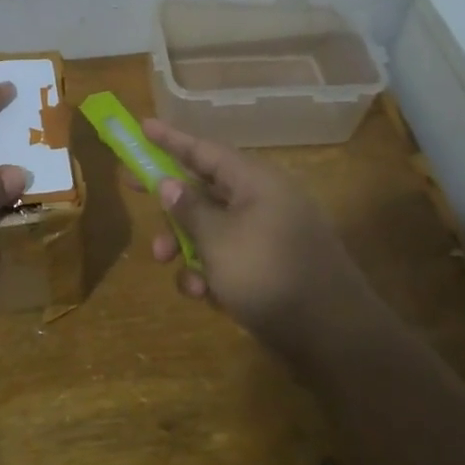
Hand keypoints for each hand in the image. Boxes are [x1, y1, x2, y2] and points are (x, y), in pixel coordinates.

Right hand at [141, 118, 379, 354]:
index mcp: (255, 181)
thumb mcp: (218, 240)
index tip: (142, 126)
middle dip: (169, 198)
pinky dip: (210, 270)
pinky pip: (229, 256)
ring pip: (212, 227)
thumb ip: (189, 209)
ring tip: (166, 263)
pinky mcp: (269, 267)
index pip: (204, 150)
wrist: (333, 337)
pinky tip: (203, 295)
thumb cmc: (269, 275)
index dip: (170, 139)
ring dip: (185, 243)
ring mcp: (268, 235)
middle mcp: (262, 200)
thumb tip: (168, 183)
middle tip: (131, 186)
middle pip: (204, 187)